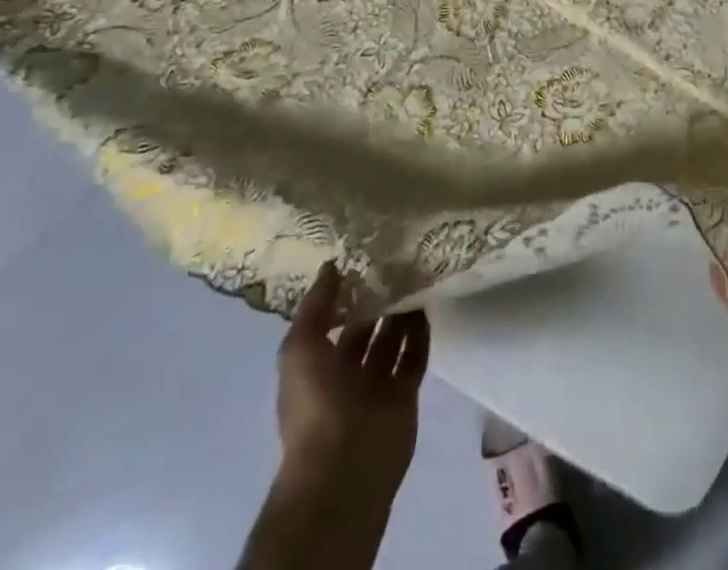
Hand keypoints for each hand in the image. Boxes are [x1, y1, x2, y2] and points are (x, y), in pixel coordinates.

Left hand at [274, 263, 429, 502]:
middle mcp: (346, 375)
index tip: (364, 260)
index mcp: (316, 367)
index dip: (345, 295)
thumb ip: (315, 306)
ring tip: (417, 274)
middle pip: (365, 329)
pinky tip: (427, 303)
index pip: (331, 323)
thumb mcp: (300, 349)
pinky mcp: (405, 394)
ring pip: (392, 339)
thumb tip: (331, 265)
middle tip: (397, 261)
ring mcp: (377, 385)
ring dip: (402, 312)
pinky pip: (415, 356)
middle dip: (378, 300)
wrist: (344, 466)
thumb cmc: (315, 405)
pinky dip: (421, 332)